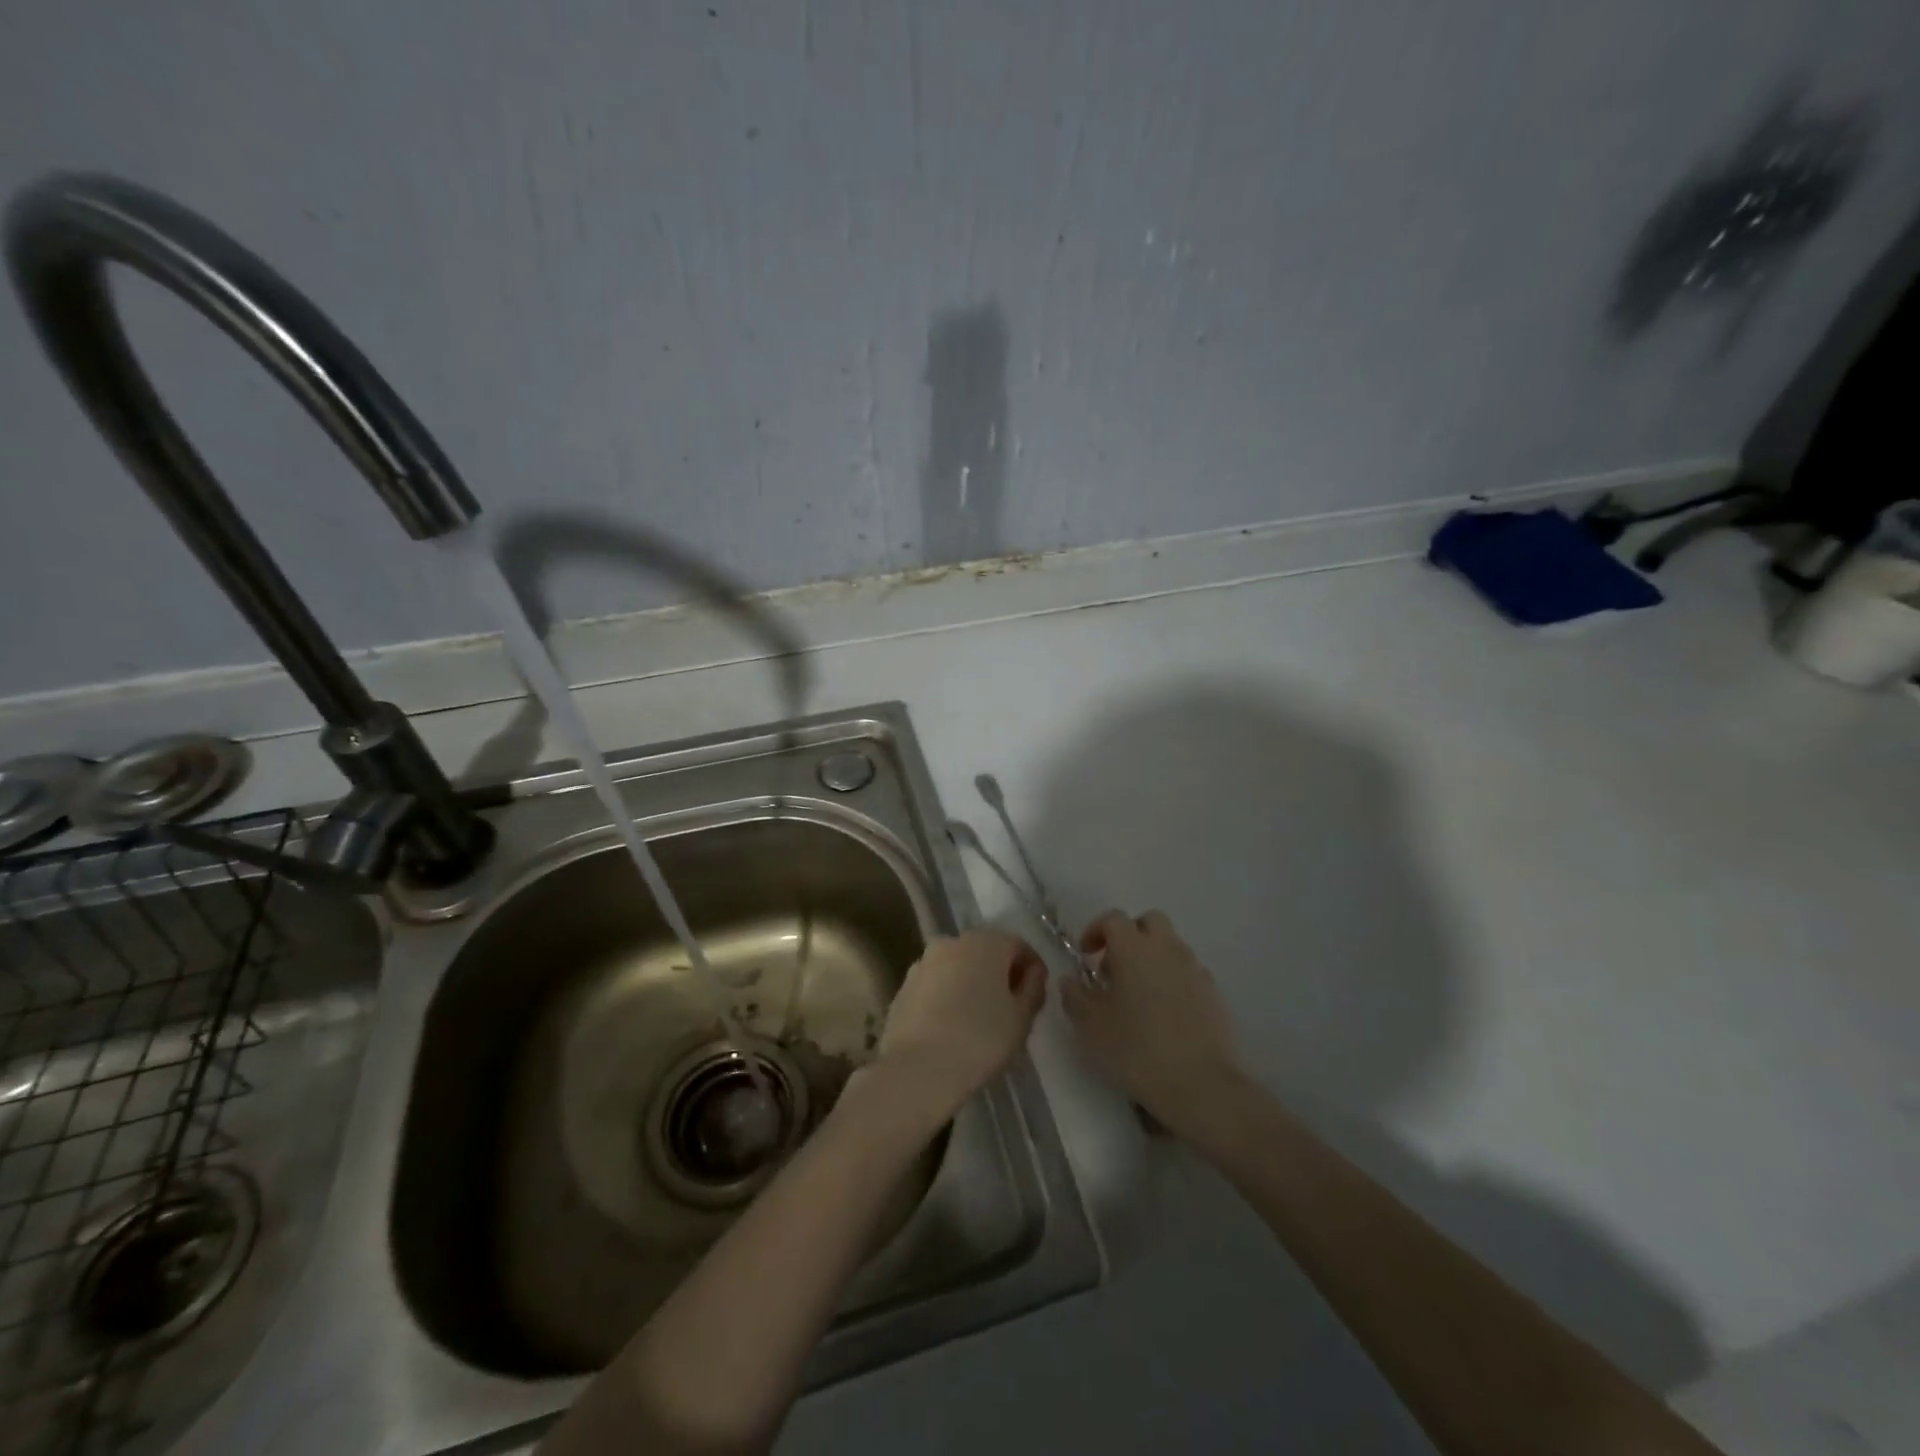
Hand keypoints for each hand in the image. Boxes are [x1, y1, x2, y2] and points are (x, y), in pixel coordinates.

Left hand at [868, 929, 1046, 1123]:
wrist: (917, 1070)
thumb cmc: (980, 1041)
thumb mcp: (1021, 1019)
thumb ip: (1033, 988)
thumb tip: (1033, 972)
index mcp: (986, 943)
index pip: (1018, 946)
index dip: (1032, 969)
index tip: (1036, 996)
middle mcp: (953, 942)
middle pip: (986, 952)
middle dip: (1000, 974)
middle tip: (1010, 1009)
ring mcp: (924, 961)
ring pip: (958, 966)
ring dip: (972, 983)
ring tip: (979, 1019)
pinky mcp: (905, 984)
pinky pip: (936, 984)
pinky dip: (947, 996)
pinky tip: (951, 1026)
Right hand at [1063, 910, 1242, 1136]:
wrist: (1200, 1084)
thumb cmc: (1135, 1048)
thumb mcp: (1090, 1025)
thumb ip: (1074, 996)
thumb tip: (1071, 980)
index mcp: (1133, 947)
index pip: (1113, 919)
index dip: (1096, 931)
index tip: (1085, 955)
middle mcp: (1167, 948)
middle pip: (1149, 922)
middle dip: (1130, 935)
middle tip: (1114, 967)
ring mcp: (1195, 969)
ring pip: (1171, 947)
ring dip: (1153, 958)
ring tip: (1138, 994)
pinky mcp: (1213, 994)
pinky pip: (1188, 973)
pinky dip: (1174, 980)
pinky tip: (1164, 1013)